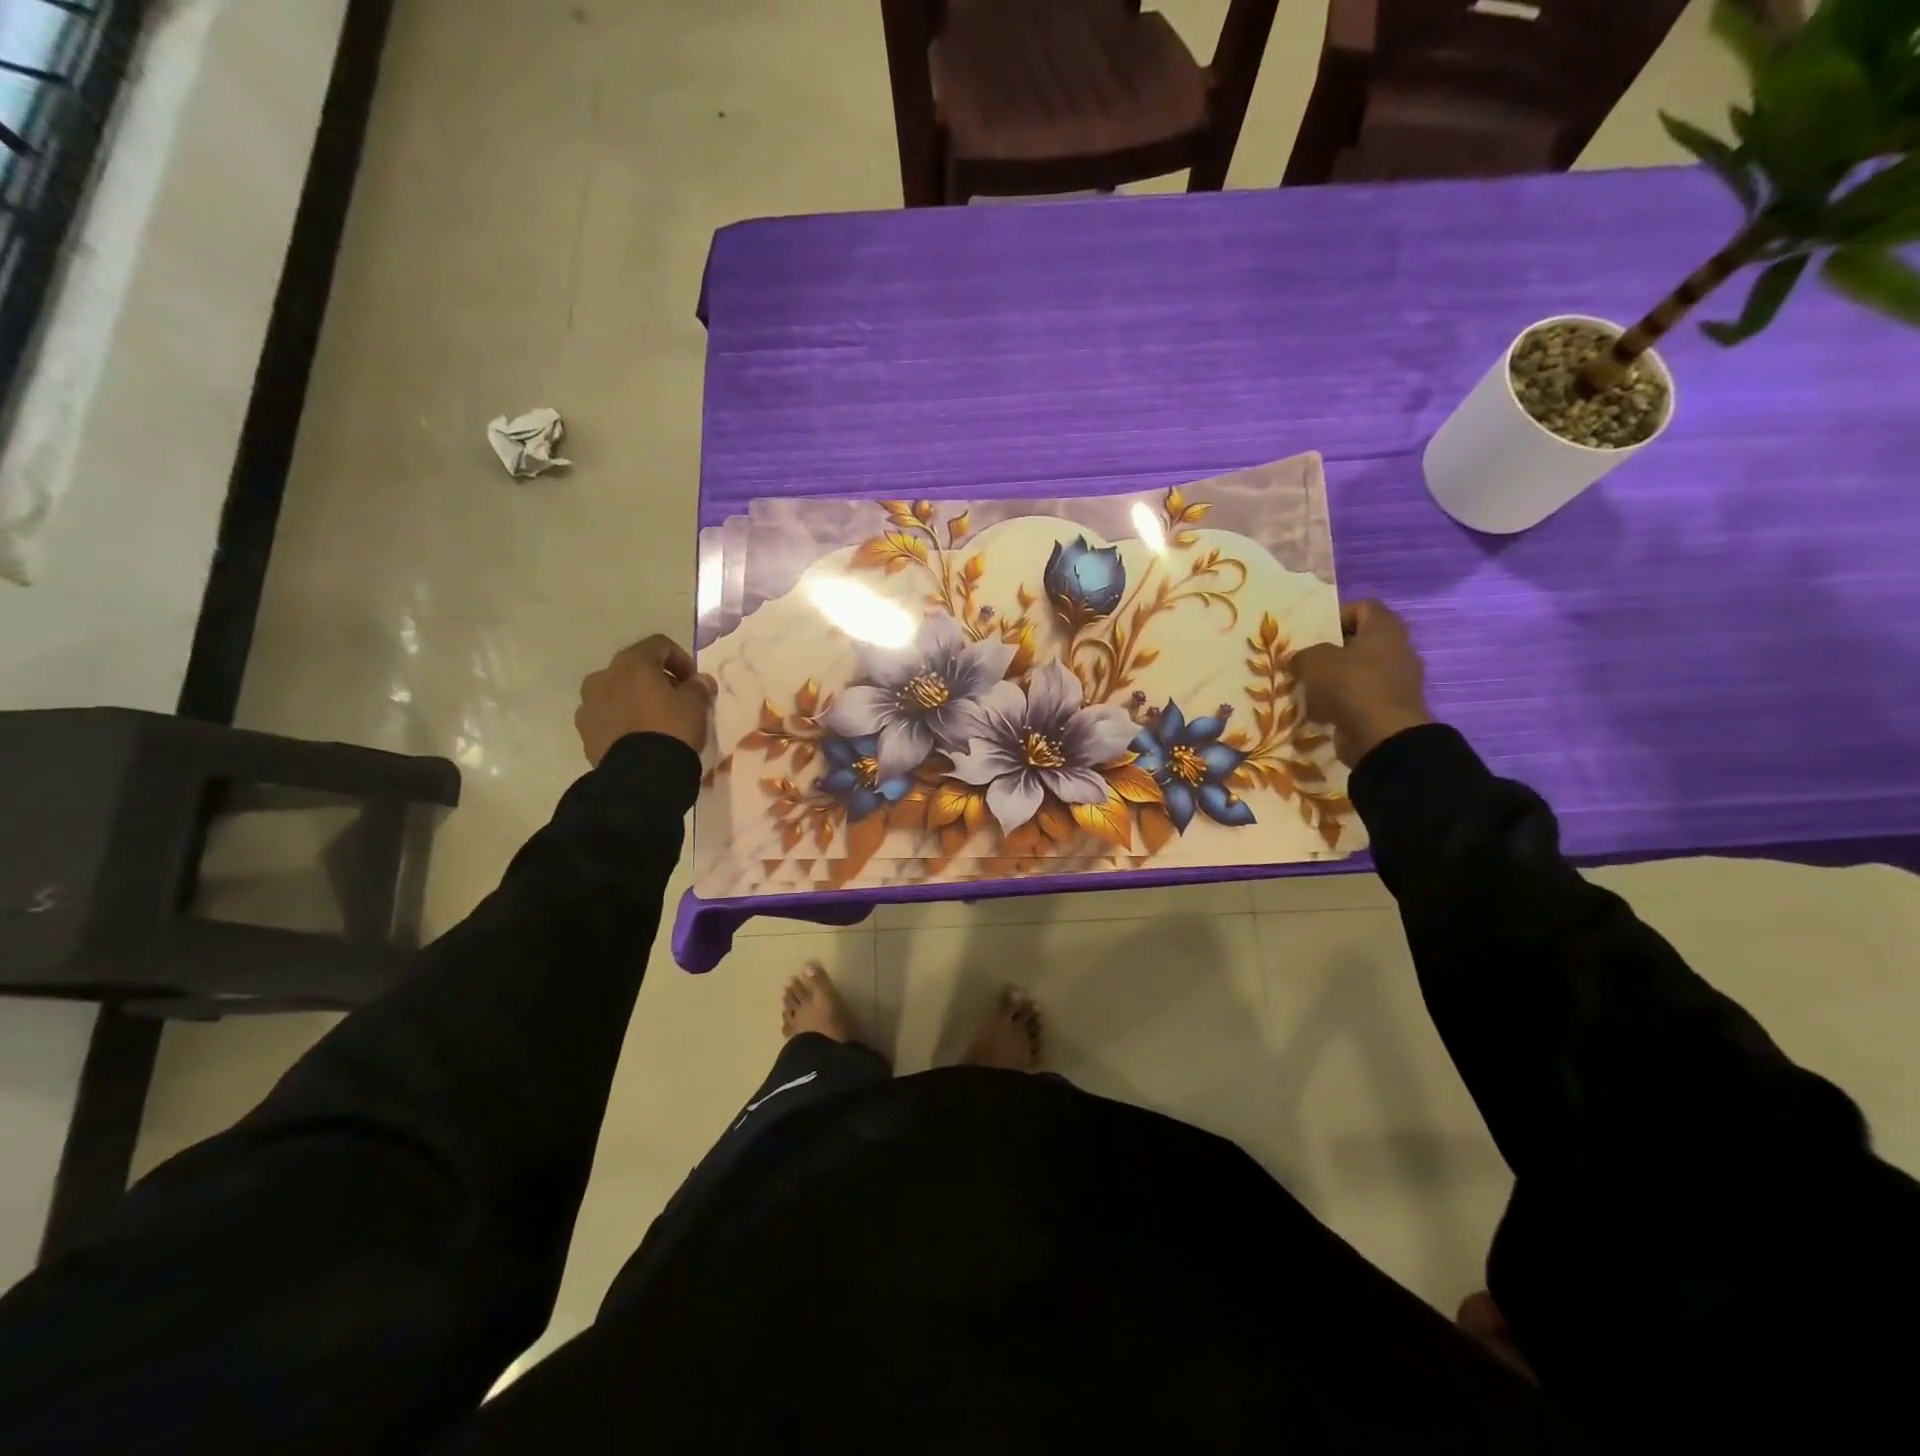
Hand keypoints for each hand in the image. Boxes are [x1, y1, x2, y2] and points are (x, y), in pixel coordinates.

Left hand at [575, 635, 716, 764]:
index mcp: (633, 663)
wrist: (641, 775)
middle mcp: (604, 676)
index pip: (659, 644)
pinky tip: (638, 737)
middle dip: (655, 679)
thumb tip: (699, 681)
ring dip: (634, 698)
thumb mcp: (696, 705)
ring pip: (616, 692)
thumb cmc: (671, 729)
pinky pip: (606, 716)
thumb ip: (698, 687)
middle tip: (675, 698)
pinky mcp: (584, 731)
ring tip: (653, 720)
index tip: (694, 681)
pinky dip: (621, 719)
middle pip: (634, 667)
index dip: (681, 659)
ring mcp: (589, 704)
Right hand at [1291, 600, 1432, 766]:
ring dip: (1336, 678)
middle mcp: (1397, 650)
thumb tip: (1298, 660)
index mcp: (1384, 629)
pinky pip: (1363, 696)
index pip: (1364, 607)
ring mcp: (1398, 680)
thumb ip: (1303, 655)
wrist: (1382, 735)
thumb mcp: (1314, 662)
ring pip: (1361, 670)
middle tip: (1308, 660)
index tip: (1315, 632)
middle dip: (1333, 650)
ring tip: (1310, 688)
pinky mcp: (1392, 707)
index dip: (1338, 614)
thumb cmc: (1350, 686)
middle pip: (1361, 640)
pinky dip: (1344, 702)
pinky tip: (1322, 711)